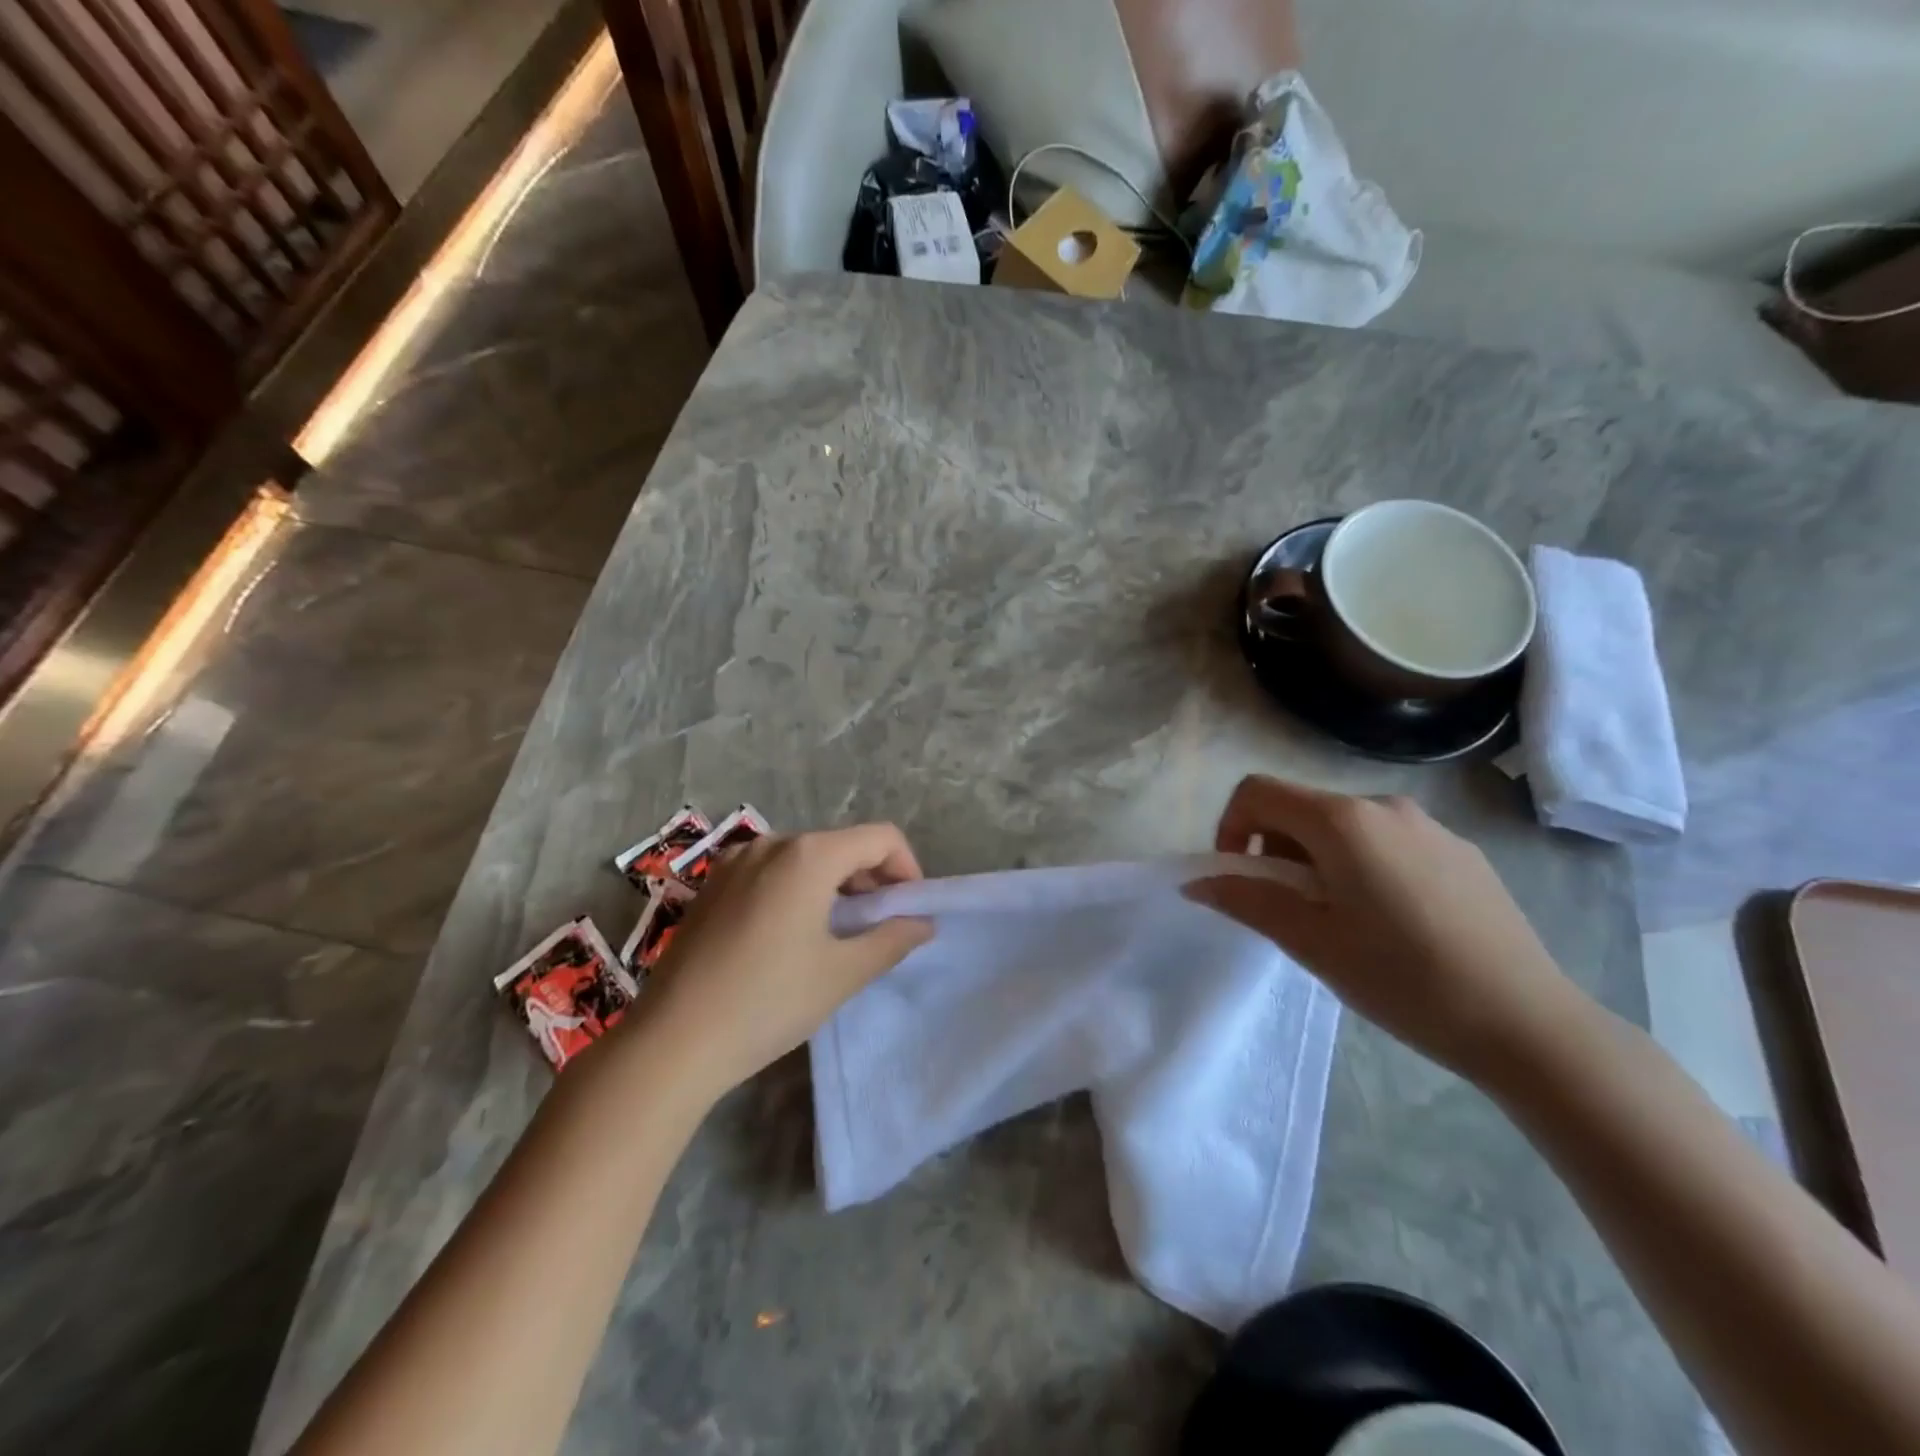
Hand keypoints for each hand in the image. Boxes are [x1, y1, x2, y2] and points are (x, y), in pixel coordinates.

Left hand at [632, 824, 932, 1101]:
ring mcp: (735, 861)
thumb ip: (892, 939)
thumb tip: (922, 922)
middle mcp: (771, 843)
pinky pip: (771, 871)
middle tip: (879, 926)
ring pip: (805, 857)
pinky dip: (797, 889)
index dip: (907, 868)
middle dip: (871, 878)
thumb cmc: (768, 1002)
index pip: (880, 838)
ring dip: (834, 885)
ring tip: (837, 933)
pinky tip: (791, 935)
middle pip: (841, 844)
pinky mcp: (712, 885)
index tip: (909, 910)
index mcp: (808, 855)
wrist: (672, 1041)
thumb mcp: (842, 974)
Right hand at [1186, 775, 1585, 1079]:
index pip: (1258, 792)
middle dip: (1275, 850)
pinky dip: (1362, 866)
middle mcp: (1385, 806)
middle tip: (1288, 910)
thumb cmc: (1404, 980)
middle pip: (1301, 807)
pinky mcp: (1461, 852)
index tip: (1239, 878)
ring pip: (1345, 826)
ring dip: (1317, 860)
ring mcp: (1429, 826)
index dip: (1230, 827)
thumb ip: (1247, 901)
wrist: (1529, 1024)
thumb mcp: (1312, 943)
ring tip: (1338, 920)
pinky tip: (1390, 923)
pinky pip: (1388, 842)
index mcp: (1343, 820)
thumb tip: (1197, 882)